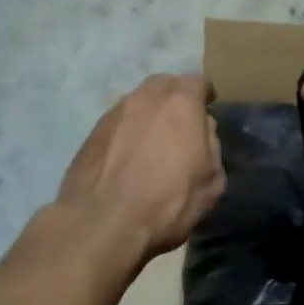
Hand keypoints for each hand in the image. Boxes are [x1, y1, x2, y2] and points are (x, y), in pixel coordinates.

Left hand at [58, 75, 225, 258]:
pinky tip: (128, 155)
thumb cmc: (167, 202)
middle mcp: (146, 98)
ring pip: (138, 101)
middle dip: (175, 97)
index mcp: (181, 103)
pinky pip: (118, 122)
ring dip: (148, 114)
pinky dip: (127, 131)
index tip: (207, 107)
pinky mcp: (92, 132)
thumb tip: (201, 130)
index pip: (197, 82)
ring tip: (151, 139)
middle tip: (180, 121)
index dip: (205, 94)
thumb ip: (211, 146)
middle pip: (165, 85)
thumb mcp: (211, 182)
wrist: (101, 222)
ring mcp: (114, 113)